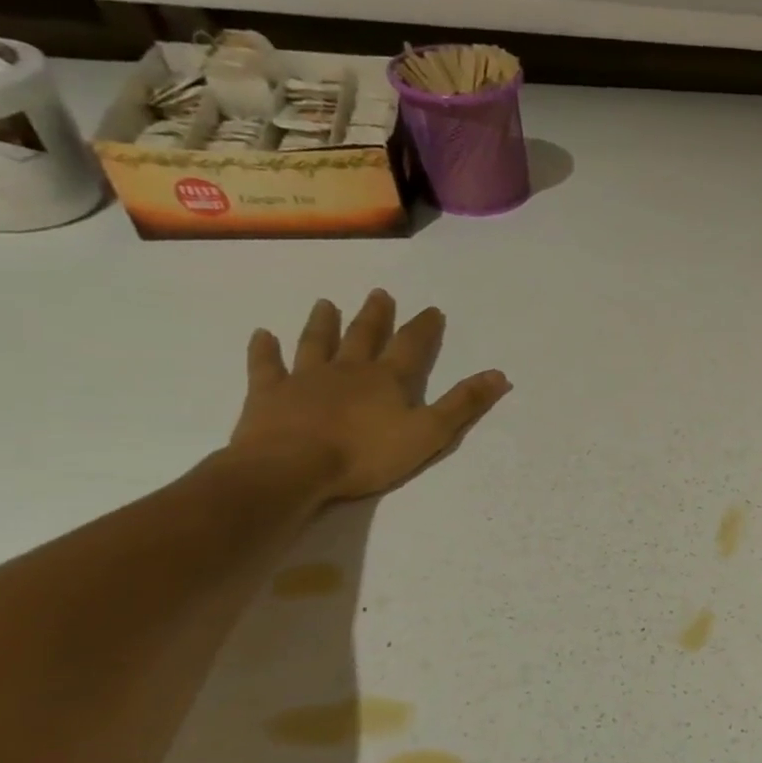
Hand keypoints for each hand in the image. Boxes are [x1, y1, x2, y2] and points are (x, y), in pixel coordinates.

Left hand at [229, 290, 509, 500]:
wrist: (291, 468)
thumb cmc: (365, 454)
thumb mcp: (429, 433)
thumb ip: (463, 404)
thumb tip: (499, 375)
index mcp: (387, 380)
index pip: (411, 346)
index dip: (424, 328)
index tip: (432, 310)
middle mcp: (347, 370)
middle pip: (364, 336)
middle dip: (375, 316)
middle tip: (380, 294)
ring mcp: (304, 379)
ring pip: (316, 343)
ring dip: (323, 323)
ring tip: (325, 303)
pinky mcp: (269, 395)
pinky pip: (266, 366)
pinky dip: (264, 350)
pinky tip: (262, 335)